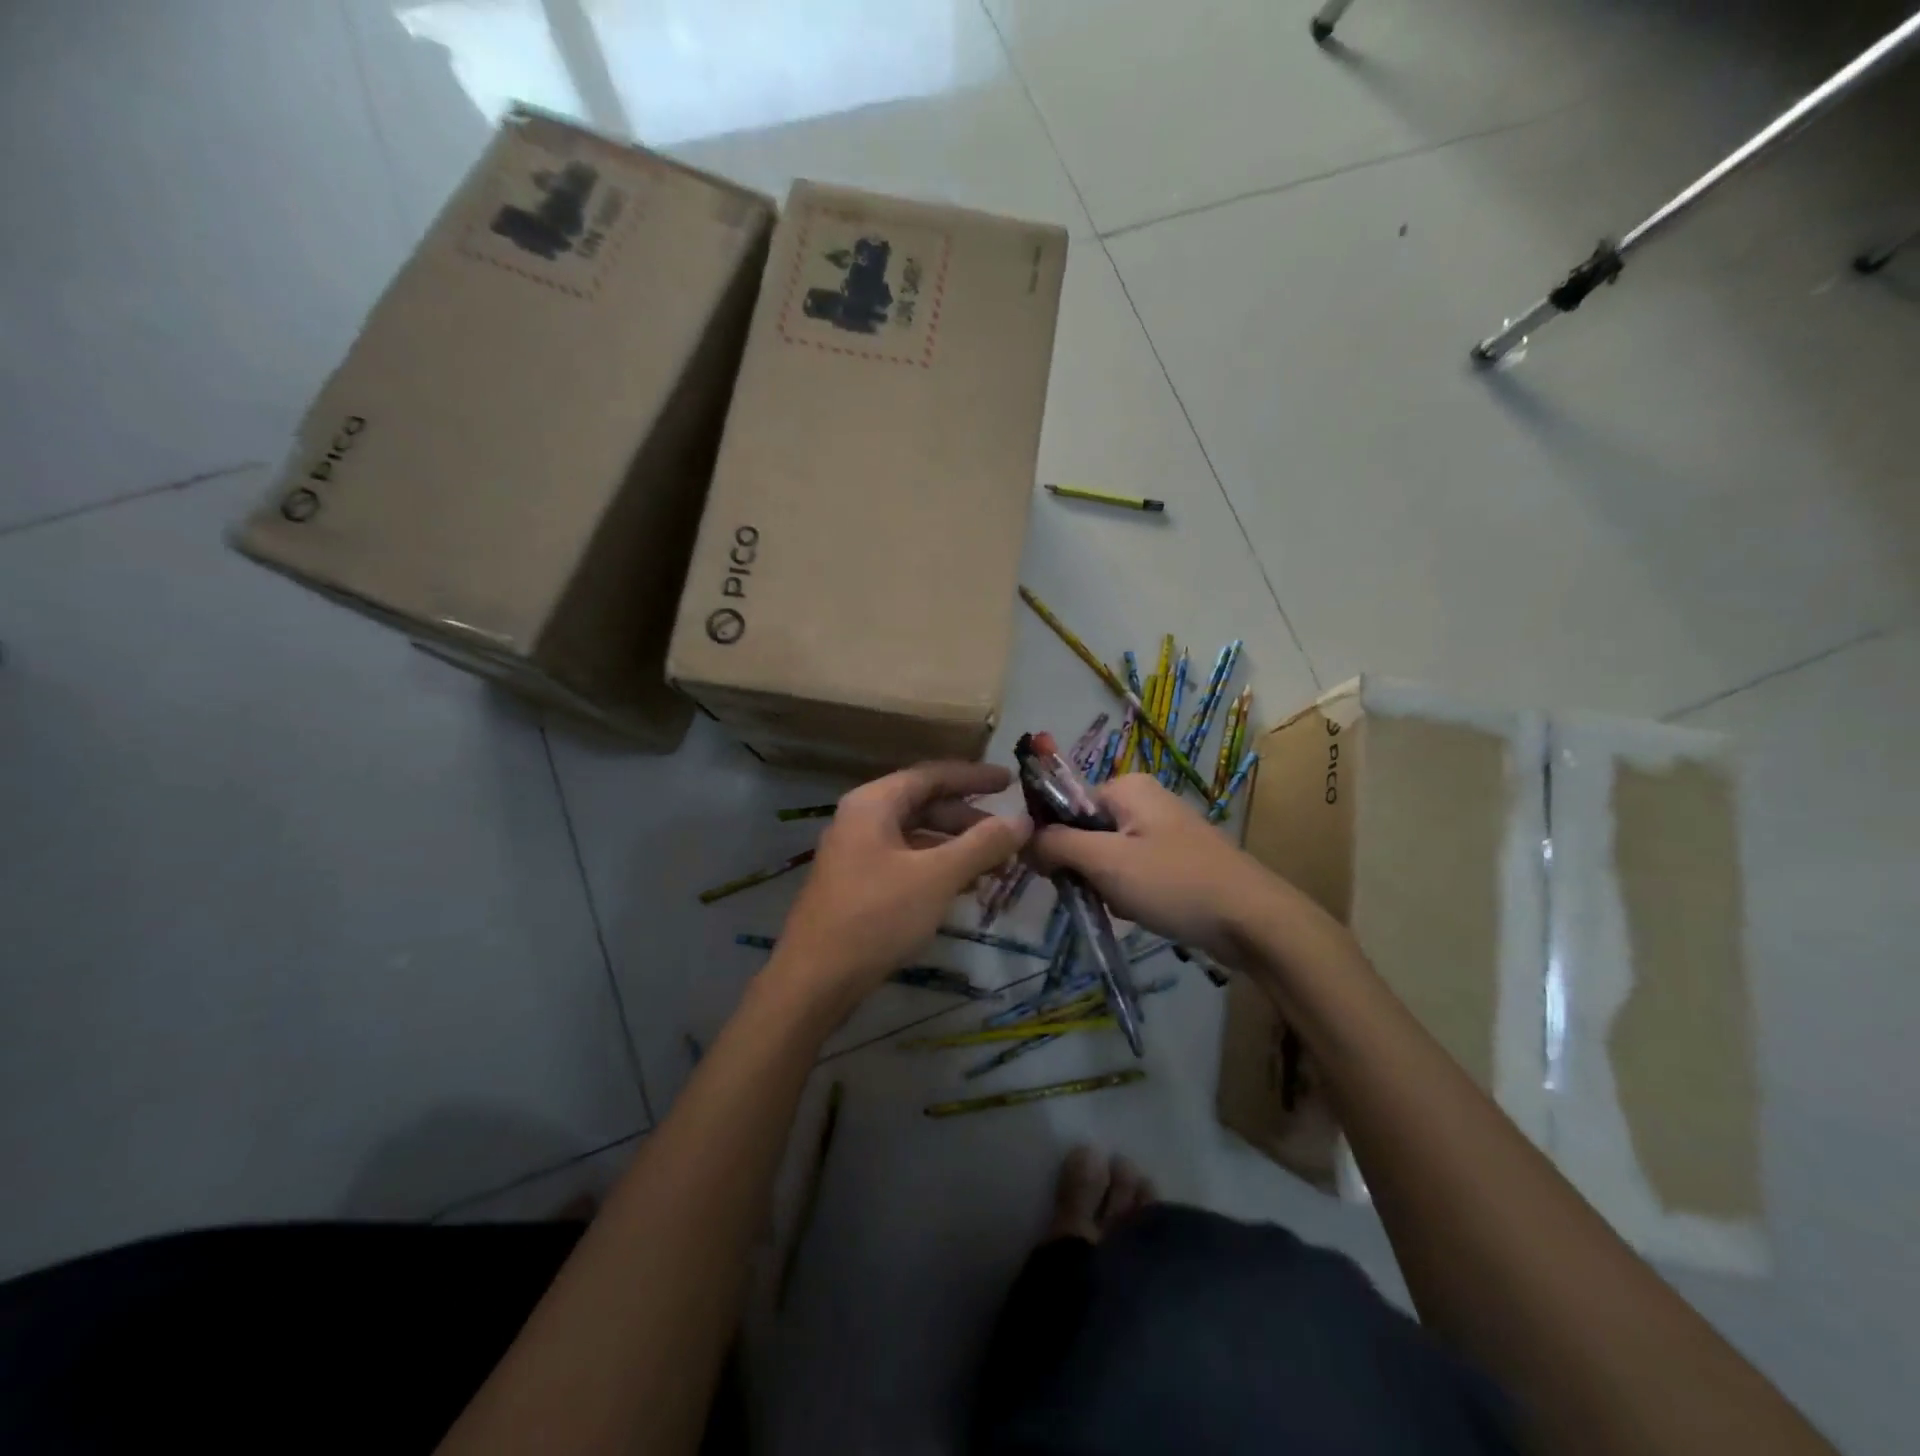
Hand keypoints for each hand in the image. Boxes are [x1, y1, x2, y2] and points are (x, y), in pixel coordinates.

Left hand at [771, 762, 1031, 1010]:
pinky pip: (907, 861)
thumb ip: (982, 845)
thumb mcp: (937, 877)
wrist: (815, 981)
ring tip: (996, 869)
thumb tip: (1023, 820)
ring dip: (957, 847)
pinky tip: (964, 888)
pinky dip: (938, 868)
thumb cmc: (876, 917)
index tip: (1011, 782)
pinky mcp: (858, 884)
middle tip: (1009, 837)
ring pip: (917, 836)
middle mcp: (862, 819)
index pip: (932, 775)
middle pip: (925, 805)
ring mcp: (857, 852)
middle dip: (969, 820)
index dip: (974, 777)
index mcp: (874, 803)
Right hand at [1030, 774, 1270, 962]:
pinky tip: (1142, 911)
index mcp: (1127, 787)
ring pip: (1108, 854)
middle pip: (1086, 830)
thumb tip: (1023, 839)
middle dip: (1085, 866)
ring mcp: (1164, 828)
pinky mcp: (1177, 857)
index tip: (1053, 874)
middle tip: (1100, 892)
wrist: (1253, 920)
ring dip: (1106, 883)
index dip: (1053, 839)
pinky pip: (1133, 868)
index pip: (1066, 805)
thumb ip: (1058, 845)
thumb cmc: (1174, 883)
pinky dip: (1129, 891)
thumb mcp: (1106, 862)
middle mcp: (1145, 798)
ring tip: (1126, 905)